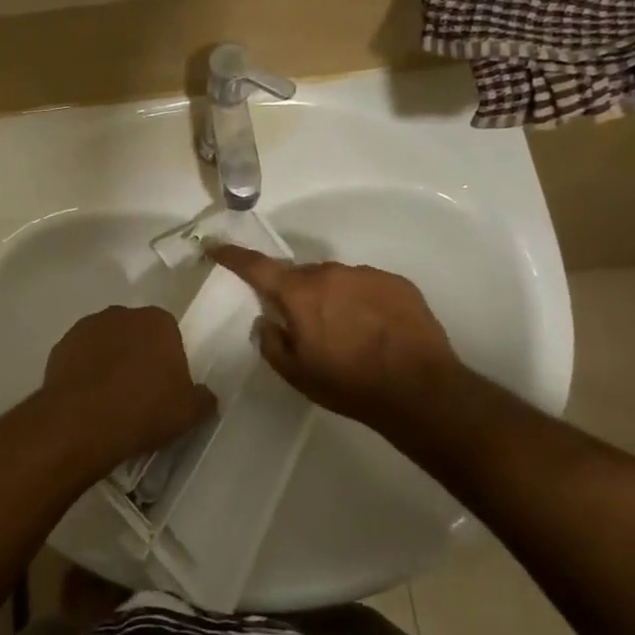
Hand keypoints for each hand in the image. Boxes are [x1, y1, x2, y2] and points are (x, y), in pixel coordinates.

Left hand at [40, 305, 216, 471]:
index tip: (165, 385)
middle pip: (135, 333)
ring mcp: (87, 327)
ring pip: (105, 342)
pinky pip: (80, 357)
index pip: (168, 334)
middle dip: (137, 354)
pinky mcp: (60, 345)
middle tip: (138, 391)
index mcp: (158, 321)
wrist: (82, 422)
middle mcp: (121, 314)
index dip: (167, 360)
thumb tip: (205, 395)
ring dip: (108, 361)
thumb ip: (203, 399)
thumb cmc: (145, 410)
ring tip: (109, 398)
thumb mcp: (189, 413)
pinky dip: (84, 371)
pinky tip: (86, 399)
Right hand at [208, 247, 461, 430]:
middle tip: (308, 326)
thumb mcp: (296, 373)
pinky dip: (363, 302)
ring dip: (333, 299)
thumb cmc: (348, 383)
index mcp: (299, 294)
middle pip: (301, 276)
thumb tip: (267, 320)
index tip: (215, 245)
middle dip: (297, 295)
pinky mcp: (397, 283)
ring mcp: (366, 275)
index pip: (257, 267)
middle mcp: (330, 273)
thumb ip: (271, 342)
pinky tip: (376, 331)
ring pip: (336, 280)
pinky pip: (367, 286)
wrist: (419, 390)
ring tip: (349, 333)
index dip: (233, 256)